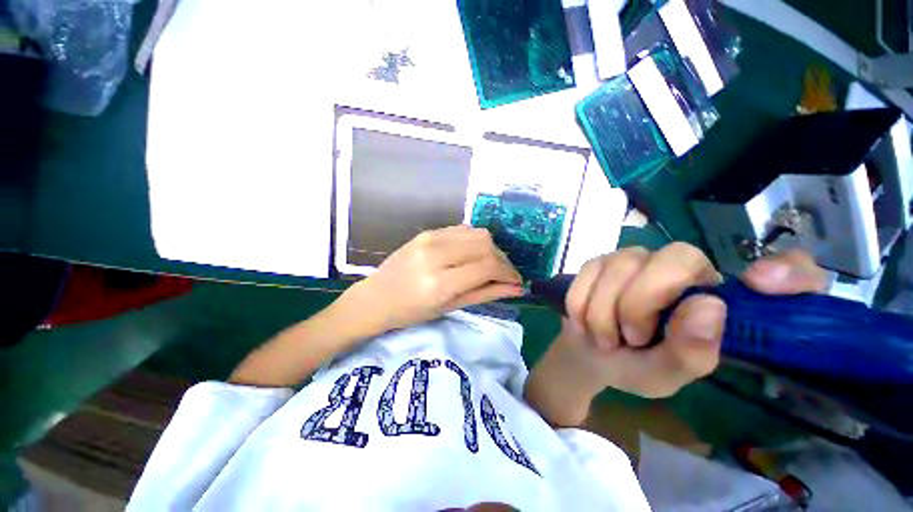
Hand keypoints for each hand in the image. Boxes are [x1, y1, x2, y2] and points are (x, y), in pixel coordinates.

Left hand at [340, 225, 523, 333]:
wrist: (376, 297)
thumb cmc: (411, 312)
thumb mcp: (450, 307)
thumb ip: (485, 294)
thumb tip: (516, 288)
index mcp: (440, 281)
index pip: (488, 266)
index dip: (509, 273)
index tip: (516, 282)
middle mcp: (436, 253)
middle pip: (486, 244)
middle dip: (503, 260)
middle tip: (504, 275)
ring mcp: (430, 238)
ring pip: (477, 233)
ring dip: (491, 249)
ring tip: (490, 266)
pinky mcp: (428, 231)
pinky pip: (463, 230)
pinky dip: (475, 241)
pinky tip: (472, 255)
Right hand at [554, 244, 829, 399]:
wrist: (589, 352)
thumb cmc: (636, 366)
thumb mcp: (667, 375)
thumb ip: (692, 352)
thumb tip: (709, 306)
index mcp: (717, 298)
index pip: (781, 270)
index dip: (787, 271)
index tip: (760, 284)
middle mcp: (683, 268)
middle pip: (674, 258)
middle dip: (640, 302)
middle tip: (629, 338)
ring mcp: (636, 259)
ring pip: (621, 265)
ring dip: (603, 310)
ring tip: (604, 338)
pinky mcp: (599, 261)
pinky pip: (589, 271)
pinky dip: (581, 302)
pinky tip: (582, 321)